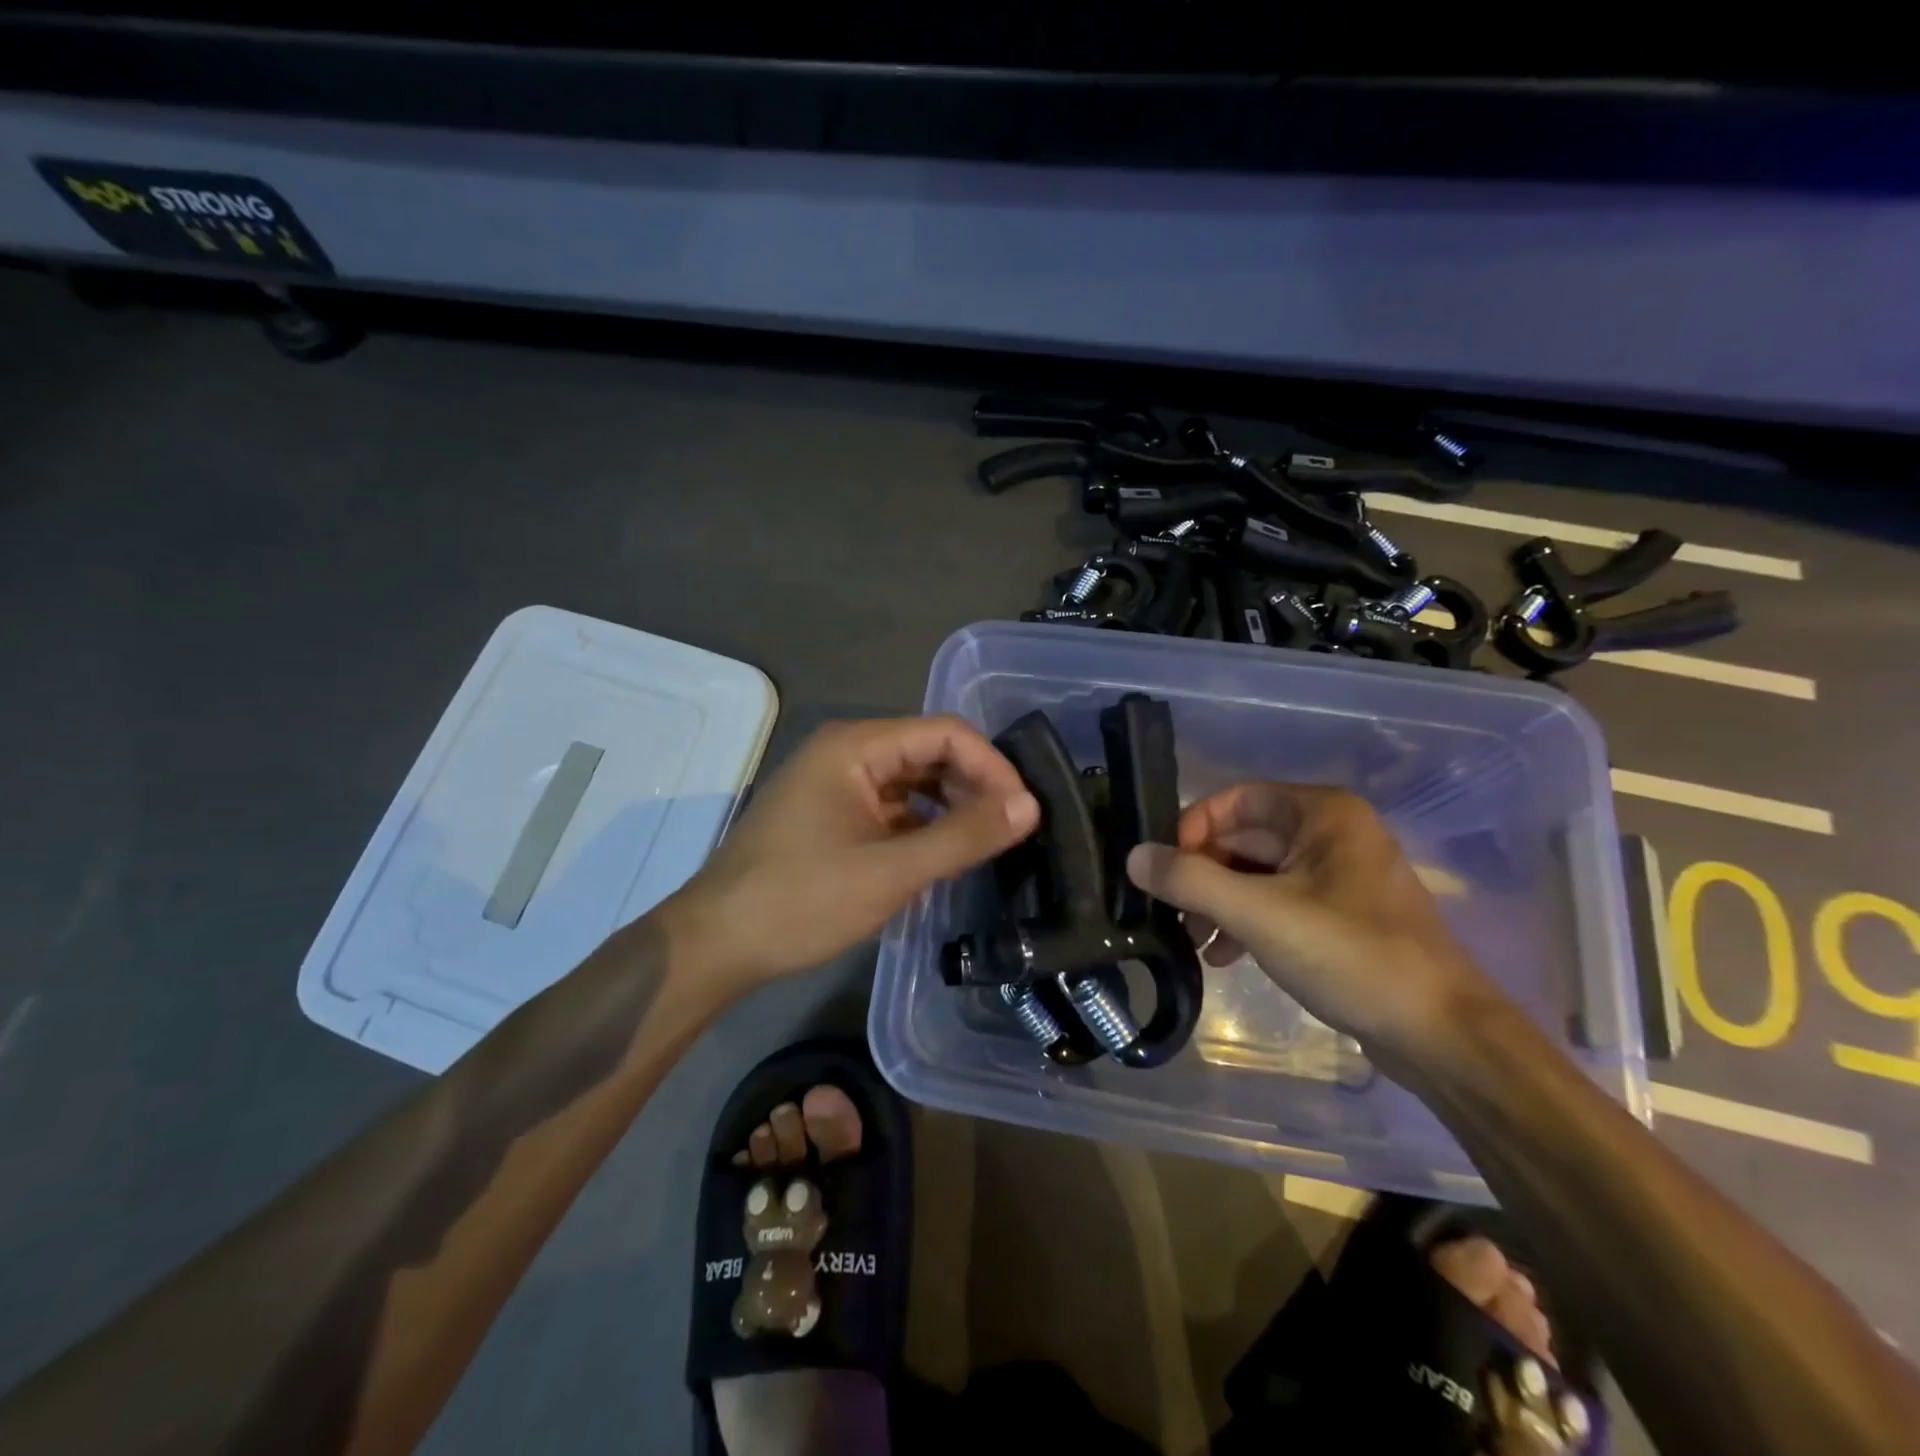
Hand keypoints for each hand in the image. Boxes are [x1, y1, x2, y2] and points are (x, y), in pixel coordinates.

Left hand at [663, 716, 1038, 990]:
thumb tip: (1029, 806)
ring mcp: (836, 785)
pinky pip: (892, 809)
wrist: (716, 945)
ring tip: (988, 842)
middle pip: (929, 753)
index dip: (992, 766)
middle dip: (975, 786)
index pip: (945, 733)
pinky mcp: (832, 817)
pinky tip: (946, 855)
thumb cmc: (800, 900)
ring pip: (912, 783)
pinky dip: (923, 826)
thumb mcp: (891, 871)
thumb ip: (963, 835)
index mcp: (856, 746)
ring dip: (951, 807)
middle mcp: (847, 753)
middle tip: (1012, 830)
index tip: (1024, 810)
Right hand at [1125, 782, 1502, 1064]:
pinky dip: (1245, 922)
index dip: (1194, 828)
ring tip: (1191, 940)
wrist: (1441, 1036)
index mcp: (1321, 813)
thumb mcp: (1259, 914)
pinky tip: (1223, 956)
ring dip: (1218, 901)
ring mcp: (1338, 876)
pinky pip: (1277, 902)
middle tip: (1170, 912)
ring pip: (1257, 873)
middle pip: (1243, 838)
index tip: (1166, 869)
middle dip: (1202, 873)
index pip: (1235, 799)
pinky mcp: (1341, 916)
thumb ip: (1190, 881)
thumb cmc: (1351, 956)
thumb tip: (1135, 857)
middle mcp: (1331, 833)